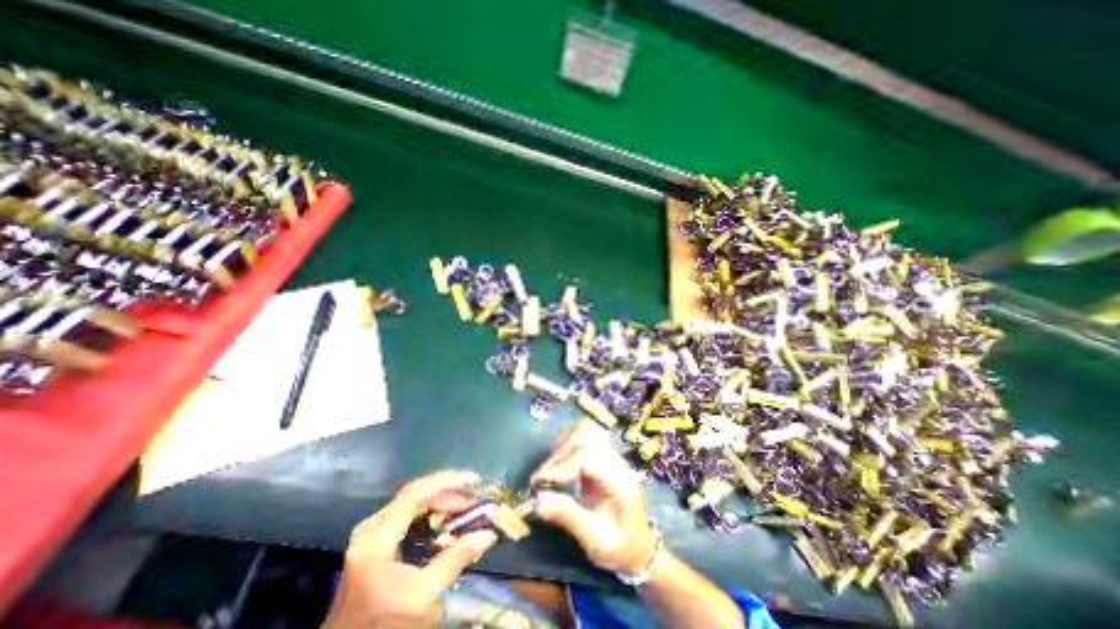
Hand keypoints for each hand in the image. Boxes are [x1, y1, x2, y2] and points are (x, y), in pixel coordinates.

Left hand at [325, 470, 498, 625]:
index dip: (447, 480)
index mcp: (378, 536)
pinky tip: (445, 520)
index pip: (416, 492)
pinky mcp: (374, 541)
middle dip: (448, 494)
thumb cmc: (384, 623)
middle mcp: (372, 527)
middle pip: (415, 495)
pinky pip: (407, 514)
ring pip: (412, 502)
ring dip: (441, 502)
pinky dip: (430, 512)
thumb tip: (488, 533)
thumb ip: (455, 559)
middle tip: (474, 501)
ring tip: (465, 509)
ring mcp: (371, 533)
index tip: (473, 479)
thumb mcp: (422, 595)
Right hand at [531, 417, 657, 573]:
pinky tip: (559, 459)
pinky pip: (585, 436)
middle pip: (587, 438)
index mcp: (619, 481)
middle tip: (541, 479)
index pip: (589, 457)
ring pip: (587, 430)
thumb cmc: (619, 547)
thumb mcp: (595, 540)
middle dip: (560, 455)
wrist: (639, 547)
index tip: (541, 483)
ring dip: (565, 444)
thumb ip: (568, 517)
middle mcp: (617, 461)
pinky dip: (569, 441)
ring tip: (550, 468)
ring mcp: (611, 455)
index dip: (563, 466)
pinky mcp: (603, 455)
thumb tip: (538, 500)